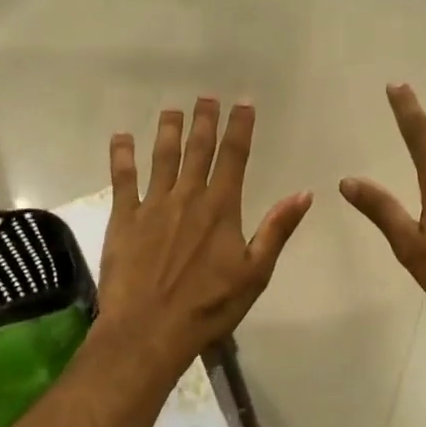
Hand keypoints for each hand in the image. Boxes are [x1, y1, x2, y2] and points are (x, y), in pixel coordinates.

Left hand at [100, 98, 312, 372]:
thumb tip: (304, 193)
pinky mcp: (123, 219)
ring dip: (168, 130)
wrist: (149, 330)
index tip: (243, 102)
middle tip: (206, 96)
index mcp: (221, 208)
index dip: (239, 127)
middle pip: (198, 149)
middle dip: (204, 120)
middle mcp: (187, 197)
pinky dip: (122, 156)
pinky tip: (121, 137)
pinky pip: (122, 179)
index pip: (234, 157)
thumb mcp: (255, 273)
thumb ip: (277, 229)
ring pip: (162, 157)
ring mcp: (152, 205)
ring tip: (172, 109)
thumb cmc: (209, 307)